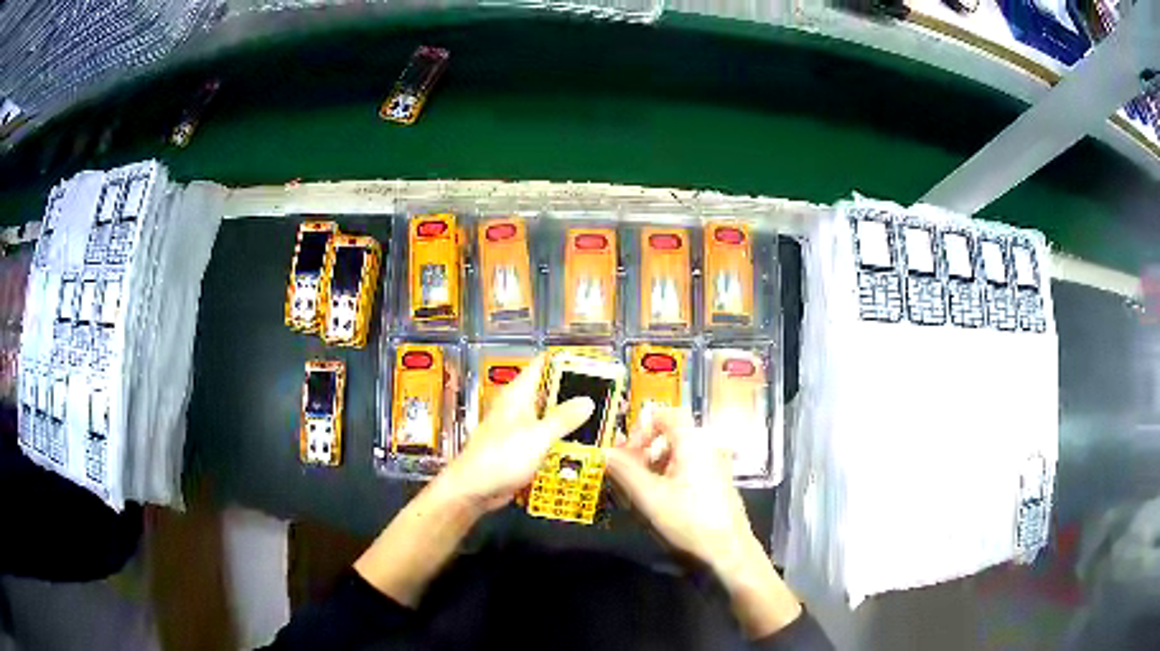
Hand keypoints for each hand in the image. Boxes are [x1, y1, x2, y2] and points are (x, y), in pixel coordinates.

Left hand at [356, 353, 592, 606]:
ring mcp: (521, 427)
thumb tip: (588, 400)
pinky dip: (565, 438)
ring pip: (552, 416)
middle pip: (552, 390)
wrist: (474, 489)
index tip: (595, 364)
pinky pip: (549, 437)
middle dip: (578, 392)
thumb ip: (564, 418)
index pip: (544, 365)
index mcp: (519, 394)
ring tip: (604, 419)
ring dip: (574, 418)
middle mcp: (520, 406)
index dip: (568, 361)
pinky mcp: (524, 448)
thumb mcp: (537, 436)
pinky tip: (586, 444)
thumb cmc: (501, 457)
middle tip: (609, 396)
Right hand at [606, 406, 802, 637]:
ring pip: (676, 455)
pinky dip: (667, 479)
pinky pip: (686, 470)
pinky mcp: (715, 484)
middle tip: (625, 475)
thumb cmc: (689, 519)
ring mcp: (714, 466)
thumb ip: (624, 470)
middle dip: (642, 452)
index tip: (624, 453)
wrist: (728, 550)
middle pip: (668, 435)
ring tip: (637, 493)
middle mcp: (706, 446)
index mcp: (693, 441)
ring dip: (652, 468)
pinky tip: (657, 503)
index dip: (640, 428)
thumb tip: (604, 452)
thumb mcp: (649, 496)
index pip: (664, 415)